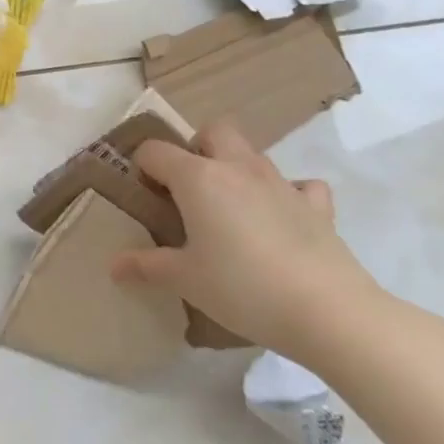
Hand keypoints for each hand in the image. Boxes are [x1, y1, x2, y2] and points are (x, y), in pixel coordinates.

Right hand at [109, 122, 385, 363]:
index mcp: (198, 178)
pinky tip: (281, 219)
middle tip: (189, 189)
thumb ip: (146, 266)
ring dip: (237, 170)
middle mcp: (237, 168)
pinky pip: (300, 186)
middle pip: (213, 131)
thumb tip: (114, 267)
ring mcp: (281, 184)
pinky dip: (287, 195)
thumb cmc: (242, 288)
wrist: (329, 312)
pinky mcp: (317, 207)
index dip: (143, 168)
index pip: (155, 152)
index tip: (145, 197)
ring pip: (253, 154)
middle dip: (197, 149)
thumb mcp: (185, 280)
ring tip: (230, 210)